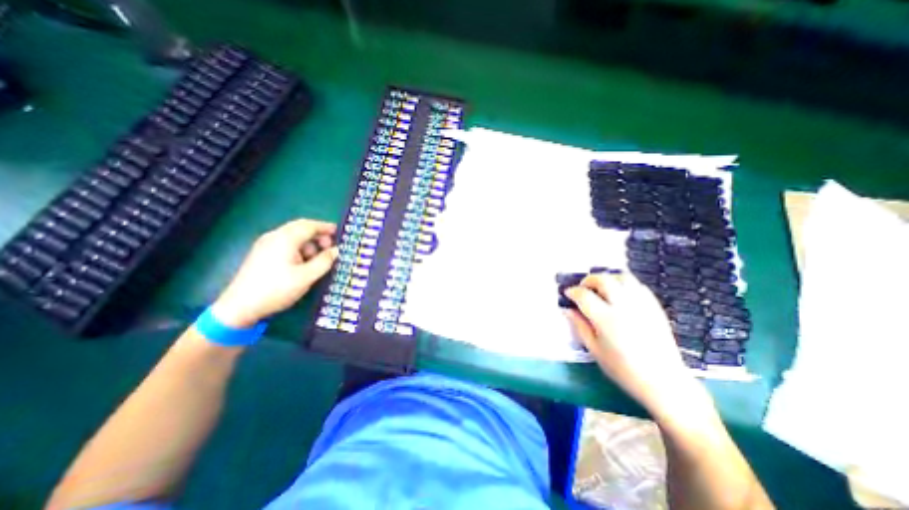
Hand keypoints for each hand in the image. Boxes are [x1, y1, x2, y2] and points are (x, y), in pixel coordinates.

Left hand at [211, 216, 337, 328]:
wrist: (240, 307)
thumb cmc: (277, 289)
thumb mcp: (307, 277)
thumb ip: (324, 261)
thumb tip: (336, 251)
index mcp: (285, 239)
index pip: (309, 226)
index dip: (325, 227)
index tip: (338, 232)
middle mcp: (274, 237)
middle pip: (300, 228)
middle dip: (317, 235)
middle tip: (330, 247)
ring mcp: (265, 245)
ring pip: (293, 236)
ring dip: (308, 243)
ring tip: (317, 260)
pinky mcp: (261, 254)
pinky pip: (285, 244)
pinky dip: (298, 248)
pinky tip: (302, 263)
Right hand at [566, 273, 701, 420]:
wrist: (664, 382)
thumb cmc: (623, 369)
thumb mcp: (595, 350)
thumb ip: (580, 326)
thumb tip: (567, 310)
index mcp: (606, 319)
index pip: (584, 295)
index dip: (572, 291)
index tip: (567, 294)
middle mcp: (624, 306)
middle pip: (603, 280)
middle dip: (588, 280)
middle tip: (583, 288)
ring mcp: (642, 304)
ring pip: (622, 277)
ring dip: (608, 278)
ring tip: (601, 288)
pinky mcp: (655, 307)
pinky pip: (638, 285)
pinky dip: (625, 284)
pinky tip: (620, 294)